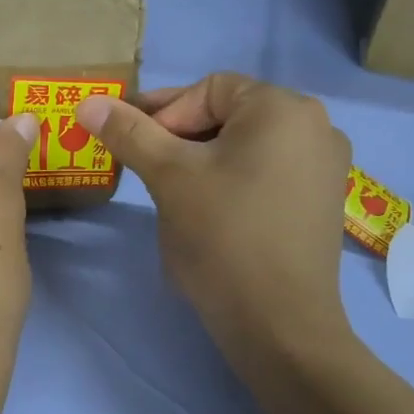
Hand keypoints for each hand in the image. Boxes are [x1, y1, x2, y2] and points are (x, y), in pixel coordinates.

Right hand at [75, 73, 353, 364]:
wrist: (278, 324)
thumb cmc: (222, 237)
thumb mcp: (168, 177)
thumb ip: (129, 133)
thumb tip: (88, 102)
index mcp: (283, 107)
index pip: (208, 89)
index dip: (162, 113)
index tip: (132, 147)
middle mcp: (315, 125)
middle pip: (229, 115)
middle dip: (180, 137)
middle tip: (147, 170)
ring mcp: (325, 166)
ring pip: (245, 146)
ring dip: (202, 160)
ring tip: (173, 194)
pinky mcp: (321, 201)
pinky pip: (267, 172)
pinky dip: (232, 180)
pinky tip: (211, 213)